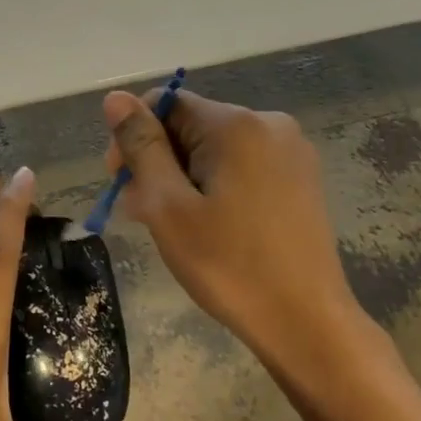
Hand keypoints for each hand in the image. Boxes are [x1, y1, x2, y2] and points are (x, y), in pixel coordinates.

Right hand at [102, 89, 399, 411]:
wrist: (305, 322)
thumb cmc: (228, 265)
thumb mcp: (168, 205)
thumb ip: (141, 146)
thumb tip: (115, 97)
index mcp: (236, 124)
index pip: (165, 103)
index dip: (134, 137)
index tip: (123, 184)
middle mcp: (269, 124)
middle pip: (190, 125)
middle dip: (158, 161)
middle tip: (141, 212)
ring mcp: (290, 151)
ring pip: (214, 148)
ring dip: (182, 177)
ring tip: (170, 225)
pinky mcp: (300, 178)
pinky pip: (241, 165)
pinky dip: (214, 185)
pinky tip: (206, 224)